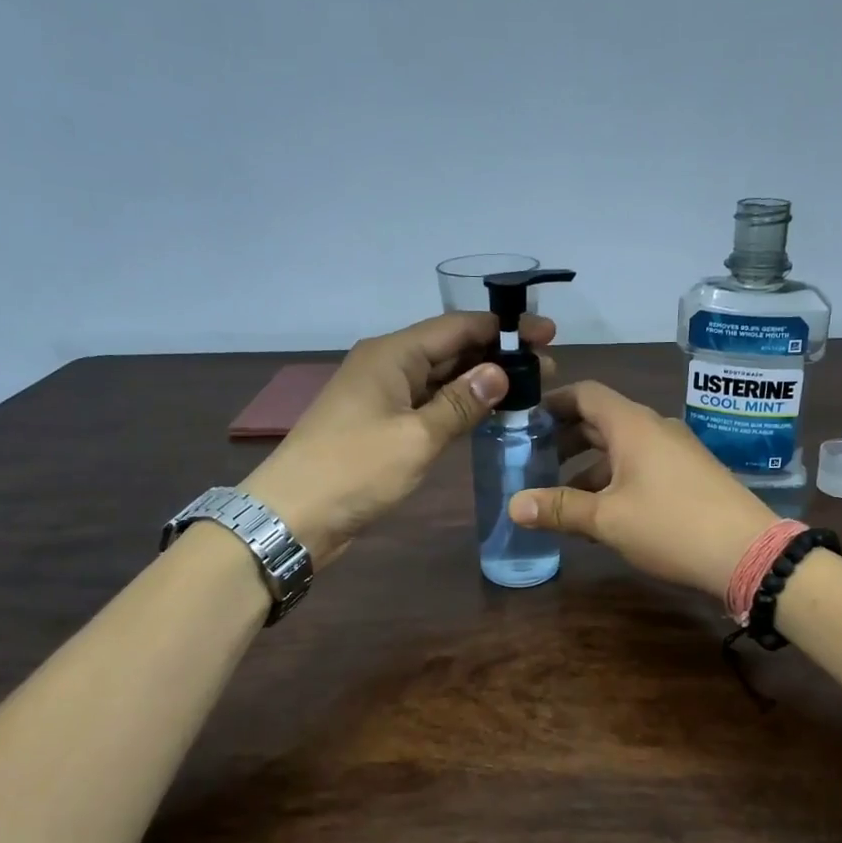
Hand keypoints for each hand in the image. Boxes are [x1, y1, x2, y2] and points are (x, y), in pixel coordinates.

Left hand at [243, 311, 554, 563]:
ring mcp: (382, 396)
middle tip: (547, 368)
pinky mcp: (381, 425)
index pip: (457, 327)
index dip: (503, 328)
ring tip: (528, 388)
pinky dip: (459, 405)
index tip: (546, 334)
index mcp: (392, 354)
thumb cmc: (354, 470)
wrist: (294, 516)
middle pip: (450, 348)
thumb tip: (501, 372)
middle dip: (497, 354)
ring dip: (480, 380)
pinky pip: (428, 403)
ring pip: (440, 378)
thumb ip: (460, 404)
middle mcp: (387, 366)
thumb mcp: (416, 437)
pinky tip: (488, 413)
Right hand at [508, 381, 774, 599]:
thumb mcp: (608, 519)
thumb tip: (513, 505)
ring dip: (589, 467)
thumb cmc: (671, 526)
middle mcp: (655, 429)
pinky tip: (602, 514)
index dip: (553, 402)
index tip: (525, 420)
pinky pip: (642, 467)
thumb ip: (560, 508)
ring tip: (561, 497)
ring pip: (622, 449)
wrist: (749, 553)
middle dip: (566, 439)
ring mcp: (677, 452)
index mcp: (633, 425)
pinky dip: (615, 480)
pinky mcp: (690, 476)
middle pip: (601, 422)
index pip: (585, 394)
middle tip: (534, 460)